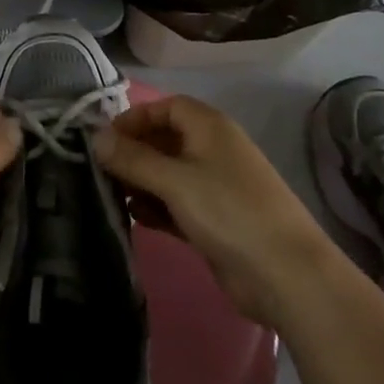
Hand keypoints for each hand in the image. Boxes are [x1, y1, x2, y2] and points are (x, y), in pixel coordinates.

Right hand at [93, 95, 327, 327]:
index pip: (165, 107)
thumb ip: (132, 158)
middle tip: (100, 170)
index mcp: (209, 127)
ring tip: (111, 194)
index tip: (105, 139)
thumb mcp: (175, 180)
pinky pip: (176, 203)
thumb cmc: (228, 211)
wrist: (287, 276)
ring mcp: (215, 187)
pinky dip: (156, 206)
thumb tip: (95, 138)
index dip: (134, 118)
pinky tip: (135, 217)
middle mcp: (212, 150)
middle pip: (164, 139)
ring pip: (168, 174)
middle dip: (133, 152)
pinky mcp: (215, 220)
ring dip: (141, 181)